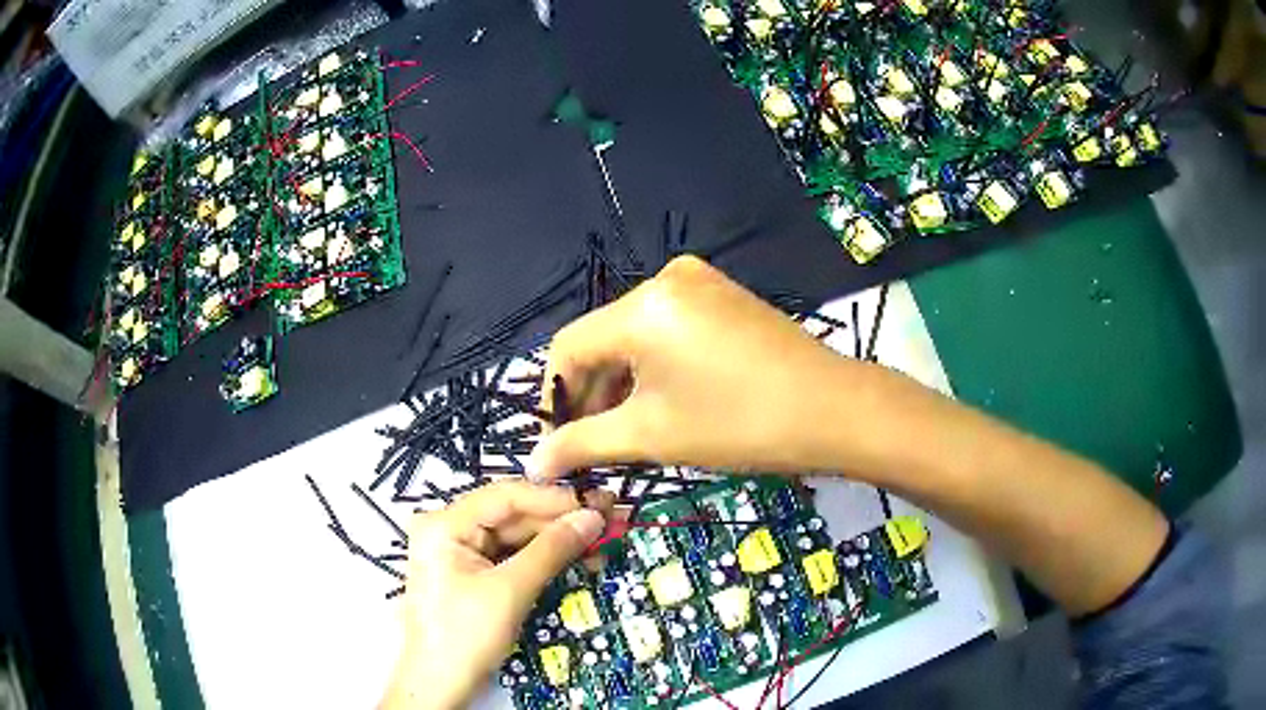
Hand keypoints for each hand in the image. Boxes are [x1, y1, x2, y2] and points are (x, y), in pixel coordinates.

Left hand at [382, 481, 608, 709]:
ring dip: (555, 540)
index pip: (505, 496)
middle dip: (558, 520)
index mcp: (444, 524)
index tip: (595, 505)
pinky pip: (511, 556)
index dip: (553, 499)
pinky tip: (573, 557)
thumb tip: (592, 517)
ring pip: (515, 535)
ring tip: (597, 541)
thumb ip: (551, 550)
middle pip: (511, 514)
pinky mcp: (471, 573)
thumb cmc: (465, 636)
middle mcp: (448, 529)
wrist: (440, 683)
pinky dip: (541, 558)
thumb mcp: (510, 592)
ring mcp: (459, 551)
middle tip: (605, 521)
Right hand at [530, 256, 873, 479]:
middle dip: (593, 393)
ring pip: (636, 335)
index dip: (556, 398)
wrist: (834, 410)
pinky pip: (668, 328)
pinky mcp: (723, 294)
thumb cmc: (738, 424)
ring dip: (624, 381)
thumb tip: (533, 463)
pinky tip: (666, 400)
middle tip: (594, 443)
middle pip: (603, 339)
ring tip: (632, 428)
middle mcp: (663, 279)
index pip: (568, 348)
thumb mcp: (652, 435)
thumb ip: (583, 443)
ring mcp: (698, 282)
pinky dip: (655, 364)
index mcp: (640, 306)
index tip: (559, 442)